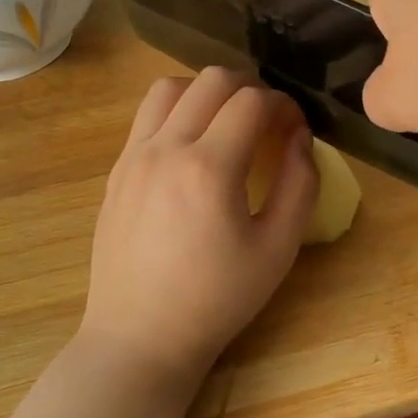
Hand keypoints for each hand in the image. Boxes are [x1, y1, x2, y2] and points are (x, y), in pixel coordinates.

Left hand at [79, 68, 317, 390]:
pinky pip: (146, 116)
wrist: (140, 338)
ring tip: (226, 121)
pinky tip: (192, 145)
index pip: (252, 101)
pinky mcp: (116, 170)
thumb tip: (301, 136)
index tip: (295, 126)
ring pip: (170, 87)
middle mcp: (165, 149)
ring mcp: (133, 157)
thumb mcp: (278, 249)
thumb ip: (300, 184)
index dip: (283, 104)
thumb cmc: (217, 299)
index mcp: (208, 168)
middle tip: (267, 120)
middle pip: (211, 80)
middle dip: (249, 88)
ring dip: (206, 91)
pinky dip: (176, 111)